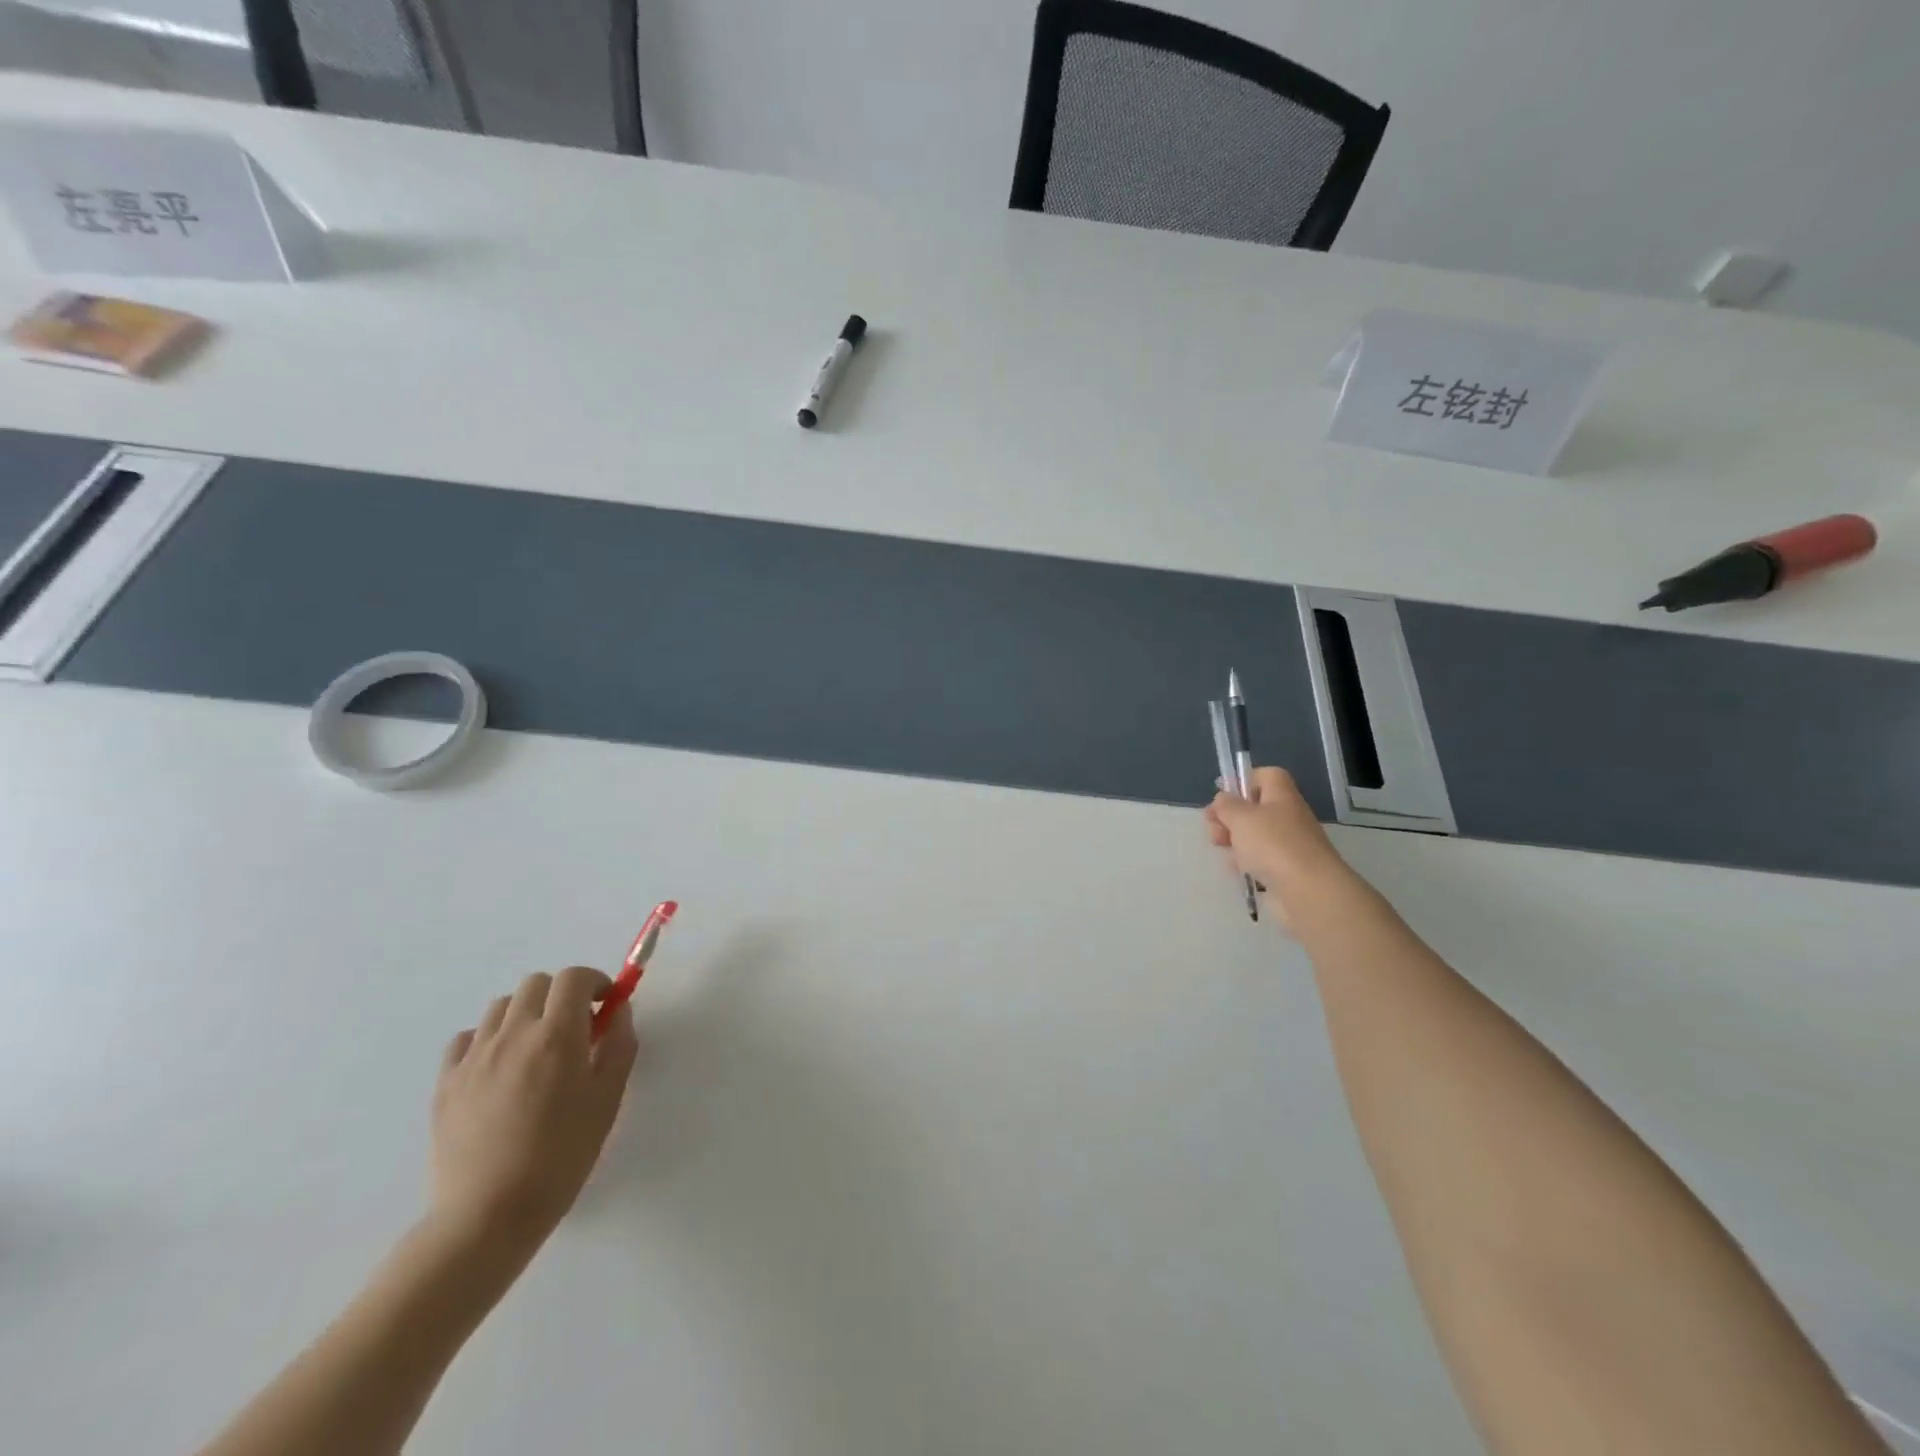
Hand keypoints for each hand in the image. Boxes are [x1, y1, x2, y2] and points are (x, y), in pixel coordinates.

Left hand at [430, 967, 638, 1246]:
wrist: (490, 1213)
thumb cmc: (562, 1155)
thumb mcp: (608, 1099)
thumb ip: (619, 1045)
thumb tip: (618, 1011)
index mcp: (557, 1035)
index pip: (574, 977)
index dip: (594, 982)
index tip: (604, 1006)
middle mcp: (513, 1034)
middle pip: (537, 983)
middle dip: (561, 995)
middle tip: (574, 1029)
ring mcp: (474, 1056)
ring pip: (501, 1006)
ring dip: (525, 1014)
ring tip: (535, 1049)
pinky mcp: (446, 1081)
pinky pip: (467, 1038)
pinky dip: (488, 1038)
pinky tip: (499, 1068)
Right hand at [1206, 767, 1355, 929]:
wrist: (1308, 891)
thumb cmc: (1273, 845)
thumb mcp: (1241, 817)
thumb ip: (1226, 805)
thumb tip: (1223, 800)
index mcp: (1281, 795)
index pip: (1266, 775)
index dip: (1244, 781)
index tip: (1223, 797)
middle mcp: (1287, 816)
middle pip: (1254, 808)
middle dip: (1229, 817)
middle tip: (1215, 831)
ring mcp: (1288, 844)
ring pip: (1254, 835)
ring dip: (1234, 841)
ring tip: (1224, 852)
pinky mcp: (1286, 869)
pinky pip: (1260, 859)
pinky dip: (1246, 863)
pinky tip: (1238, 871)